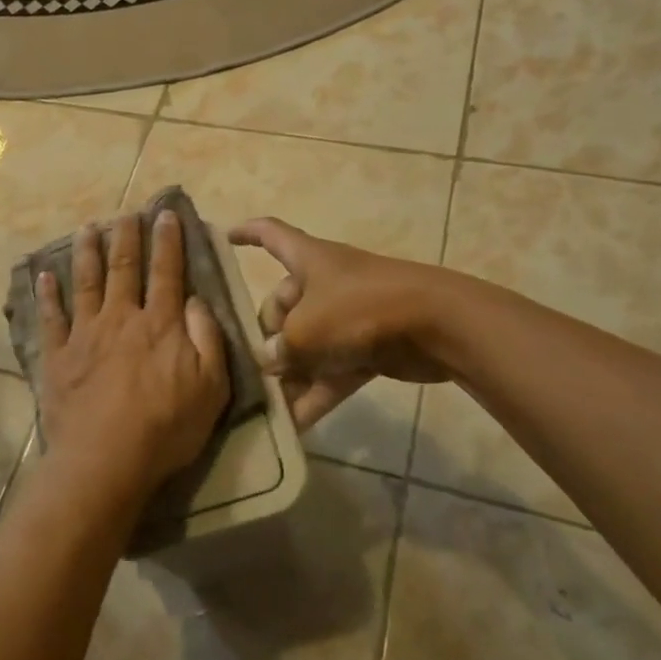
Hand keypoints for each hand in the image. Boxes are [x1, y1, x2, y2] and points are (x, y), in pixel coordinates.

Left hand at [36, 212, 230, 501]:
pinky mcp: (58, 356)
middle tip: (126, 212)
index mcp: (160, 324)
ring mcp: (85, 334)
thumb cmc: (166, 427)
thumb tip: (197, 299)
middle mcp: (121, 318)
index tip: (166, 215)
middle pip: (124, 268)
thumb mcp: (211, 387)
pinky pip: (51, 318)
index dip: (168, 241)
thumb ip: (207, 338)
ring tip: (87, 228)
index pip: (166, 272)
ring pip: (86, 282)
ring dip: (88, 252)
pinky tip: (44, 276)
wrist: (106, 459)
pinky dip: (47, 295)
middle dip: (126, 236)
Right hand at [229, 217, 452, 429]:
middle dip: (267, 335)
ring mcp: (348, 316)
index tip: (224, 237)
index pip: (270, 234)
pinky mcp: (368, 348)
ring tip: (266, 404)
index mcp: (308, 260)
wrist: (437, 326)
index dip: (246, 233)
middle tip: (256, 367)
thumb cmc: (360, 310)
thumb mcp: (306, 330)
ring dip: (290, 373)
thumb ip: (279, 348)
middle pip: (283, 304)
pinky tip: (294, 426)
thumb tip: (270, 361)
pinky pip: (331, 370)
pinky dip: (315, 394)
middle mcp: (325, 284)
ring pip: (307, 343)